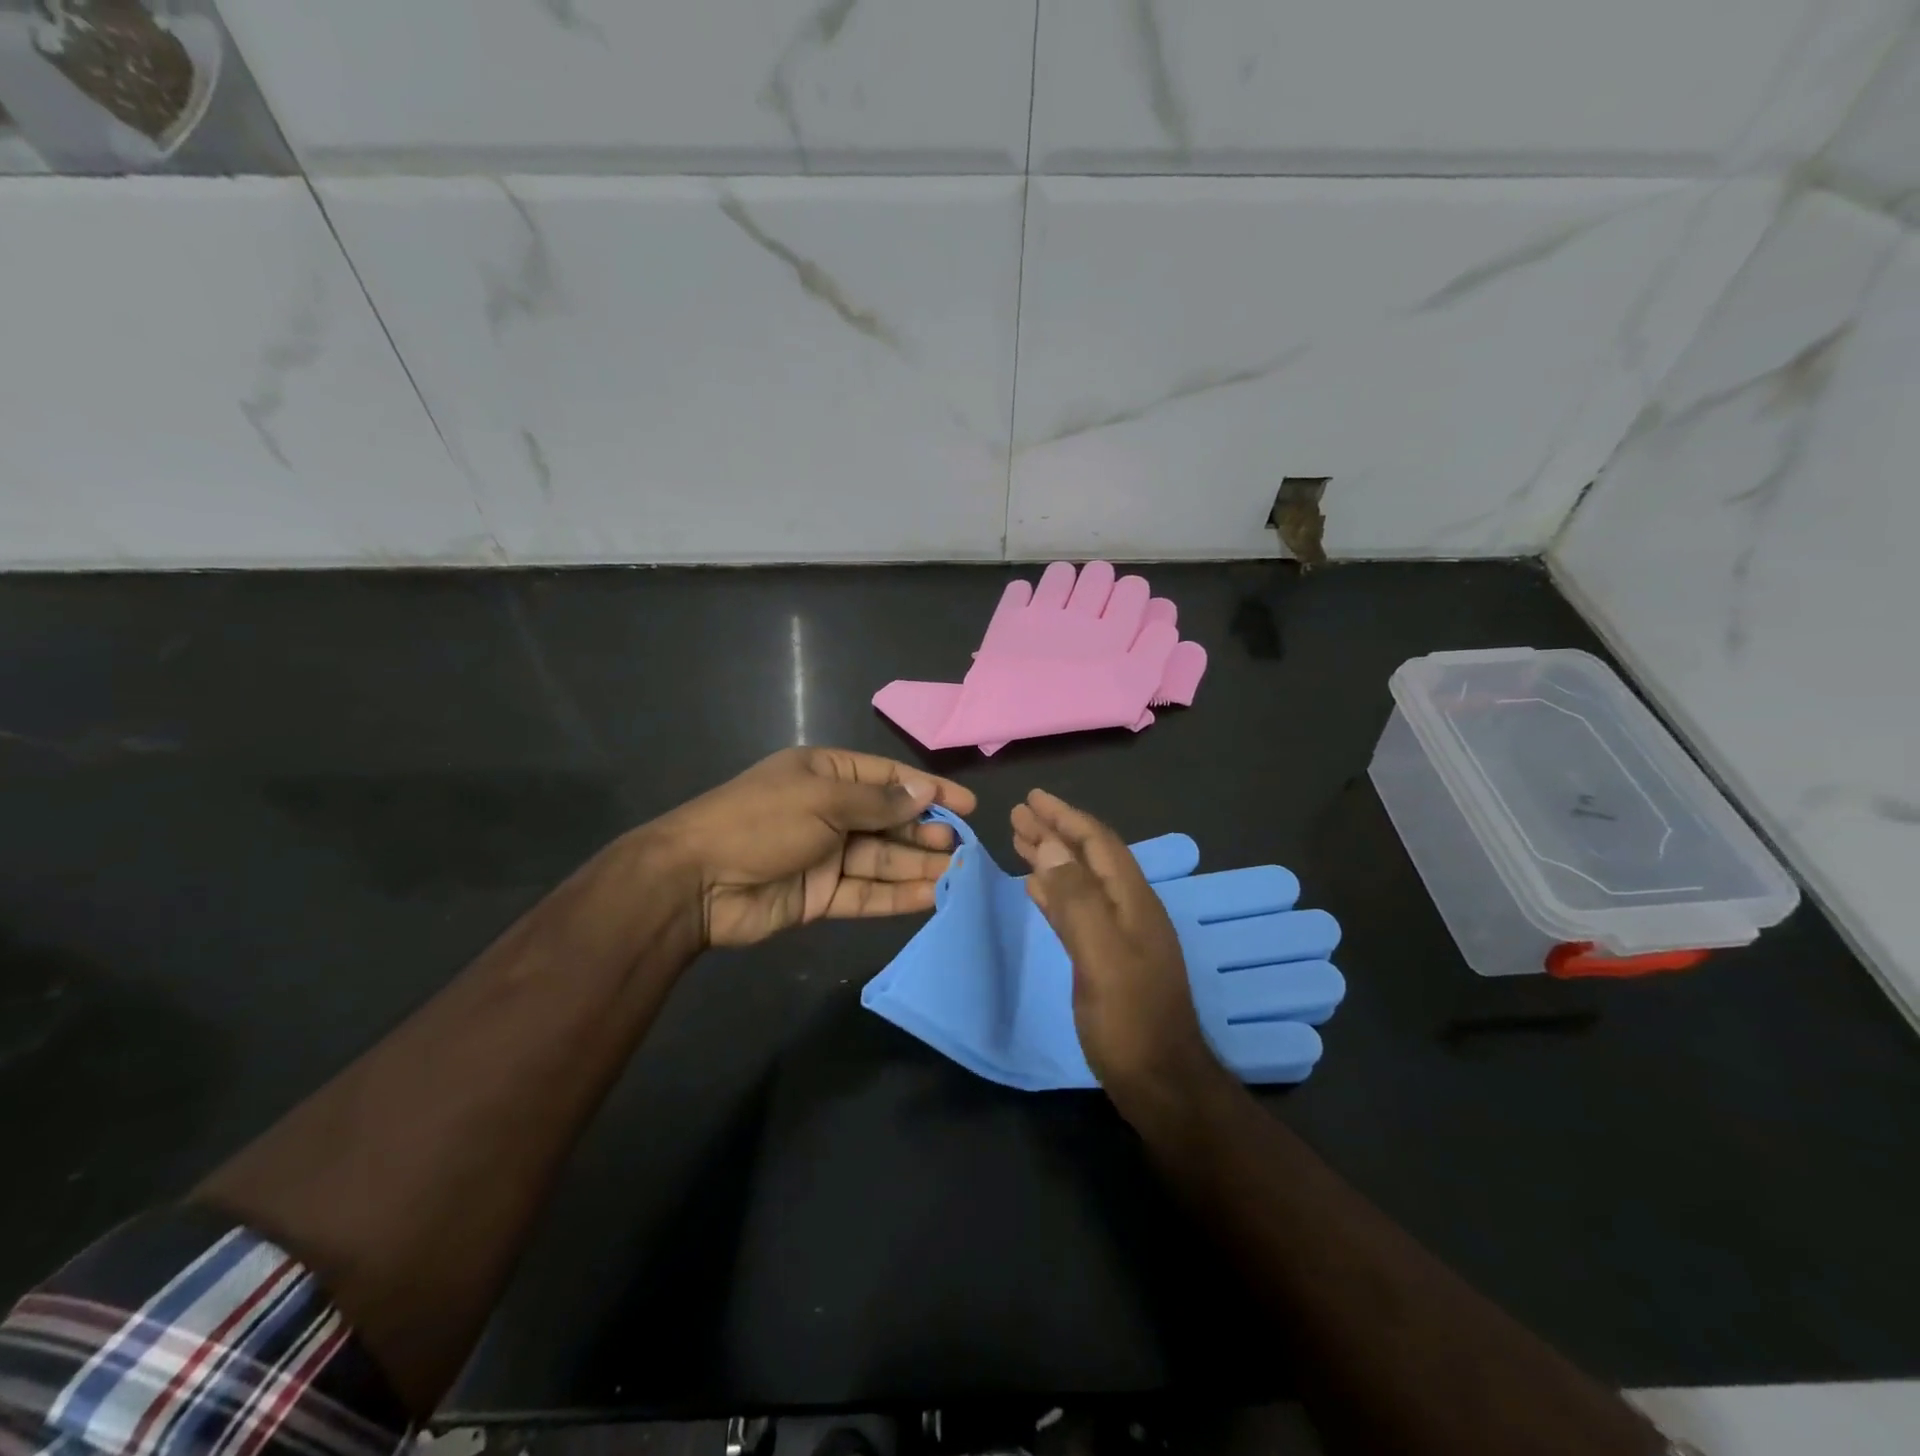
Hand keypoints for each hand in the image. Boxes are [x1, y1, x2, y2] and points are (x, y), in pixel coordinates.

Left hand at [655, 747, 976, 947]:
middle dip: (926, 833)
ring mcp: (826, 856)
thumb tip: (926, 793)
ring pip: (883, 860)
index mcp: (827, 776)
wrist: (696, 882)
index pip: (888, 778)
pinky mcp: (821, 896)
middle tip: (964, 848)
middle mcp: (830, 813)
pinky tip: (931, 897)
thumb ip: (879, 802)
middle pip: (889, 821)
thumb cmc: (761, 821)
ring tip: (959, 876)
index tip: (967, 806)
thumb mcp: (823, 800)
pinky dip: (897, 896)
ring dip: (918, 867)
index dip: (928, 790)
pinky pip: (866, 894)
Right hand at [1011, 789, 1220, 1103]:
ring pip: (1081, 881)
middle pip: (1089, 857)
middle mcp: (1129, 910)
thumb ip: (1077, 900)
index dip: (1066, 817)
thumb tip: (1051, 846)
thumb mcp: (1101, 956)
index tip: (1032, 798)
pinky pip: (1077, 910)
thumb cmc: (1130, 1021)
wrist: (1160, 1084)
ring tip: (1021, 840)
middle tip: (1018, 814)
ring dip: (1053, 858)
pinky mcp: (1107, 958)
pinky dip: (1055, 892)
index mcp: (1133, 901)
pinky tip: (1036, 888)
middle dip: (1055, 832)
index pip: (1097, 844)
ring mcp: (1120, 935)